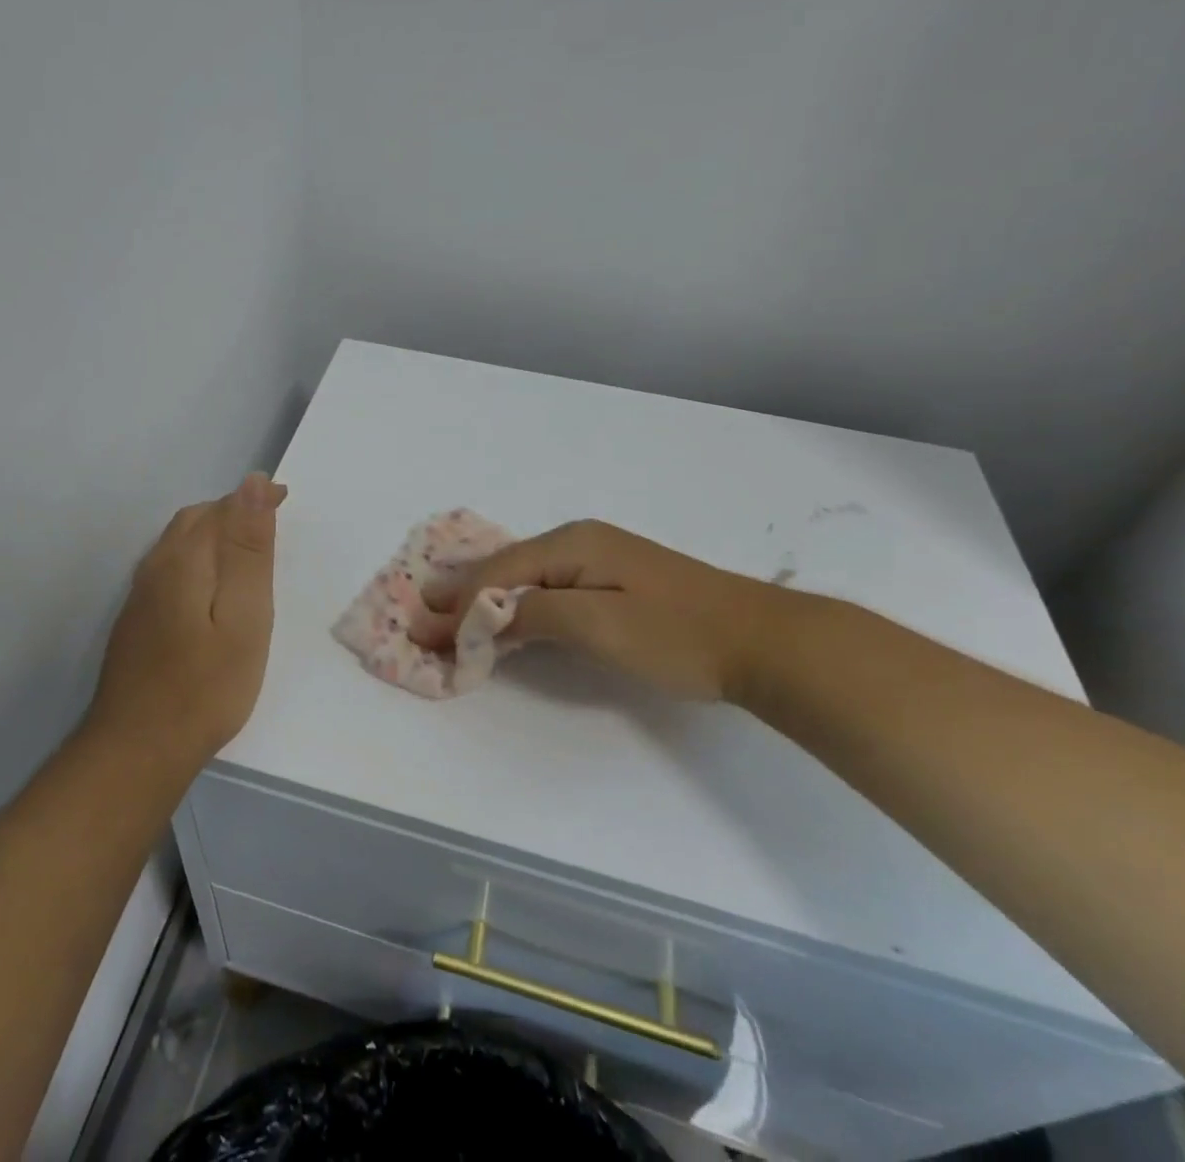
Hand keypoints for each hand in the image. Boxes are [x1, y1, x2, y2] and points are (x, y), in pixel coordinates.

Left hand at [86, 473, 287, 768]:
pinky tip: (214, 589)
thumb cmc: (206, 685)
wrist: (138, 748)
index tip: (287, 500)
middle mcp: (156, 566)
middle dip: (235, 512)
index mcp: (184, 558)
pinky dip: (200, 559)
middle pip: (197, 519)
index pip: (222, 507)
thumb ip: (248, 549)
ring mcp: (141, 594)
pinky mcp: (136, 619)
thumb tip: (254, 483)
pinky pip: (171, 567)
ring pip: (181, 543)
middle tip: (273, 524)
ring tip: (250, 552)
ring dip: (216, 534)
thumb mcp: (244, 616)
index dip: (256, 498)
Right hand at [410, 519, 787, 702]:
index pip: (498, 573)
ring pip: (525, 578)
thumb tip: (478, 615)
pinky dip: (516, 604)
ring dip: (486, 599)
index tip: (421, 629)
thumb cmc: (677, 634)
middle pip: (505, 568)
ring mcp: (598, 560)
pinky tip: (503, 615)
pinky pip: (547, 588)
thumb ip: (532, 614)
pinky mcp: (613, 582)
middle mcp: (578, 542)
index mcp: (571, 543)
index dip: (458, 602)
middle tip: (422, 615)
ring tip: (449, 616)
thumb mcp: (598, 624)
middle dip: (463, 593)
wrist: (764, 642)